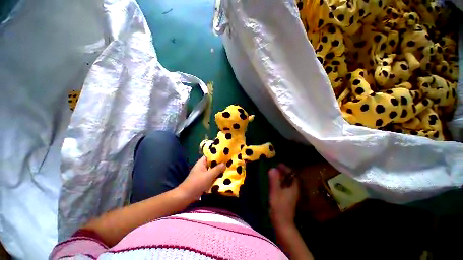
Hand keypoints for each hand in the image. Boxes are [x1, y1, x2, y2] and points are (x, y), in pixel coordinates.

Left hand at [177, 156, 225, 201]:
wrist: (187, 196)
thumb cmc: (198, 183)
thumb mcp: (209, 175)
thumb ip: (217, 169)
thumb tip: (225, 164)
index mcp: (202, 162)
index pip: (210, 155)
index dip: (218, 154)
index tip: (226, 155)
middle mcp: (202, 166)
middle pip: (212, 163)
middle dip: (220, 163)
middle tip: (229, 162)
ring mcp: (203, 173)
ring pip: (212, 170)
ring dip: (218, 170)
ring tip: (228, 169)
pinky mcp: (203, 180)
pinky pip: (211, 176)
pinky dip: (216, 176)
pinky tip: (223, 177)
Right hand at [268, 164, 298, 228]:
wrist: (282, 223)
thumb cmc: (279, 206)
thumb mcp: (275, 191)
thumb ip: (274, 180)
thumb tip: (272, 168)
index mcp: (293, 187)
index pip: (292, 174)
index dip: (286, 168)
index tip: (278, 164)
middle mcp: (294, 190)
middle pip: (290, 178)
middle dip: (283, 172)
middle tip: (274, 168)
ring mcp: (290, 195)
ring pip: (287, 182)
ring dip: (281, 177)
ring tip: (273, 173)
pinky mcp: (287, 198)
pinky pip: (284, 186)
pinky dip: (279, 182)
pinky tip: (273, 183)